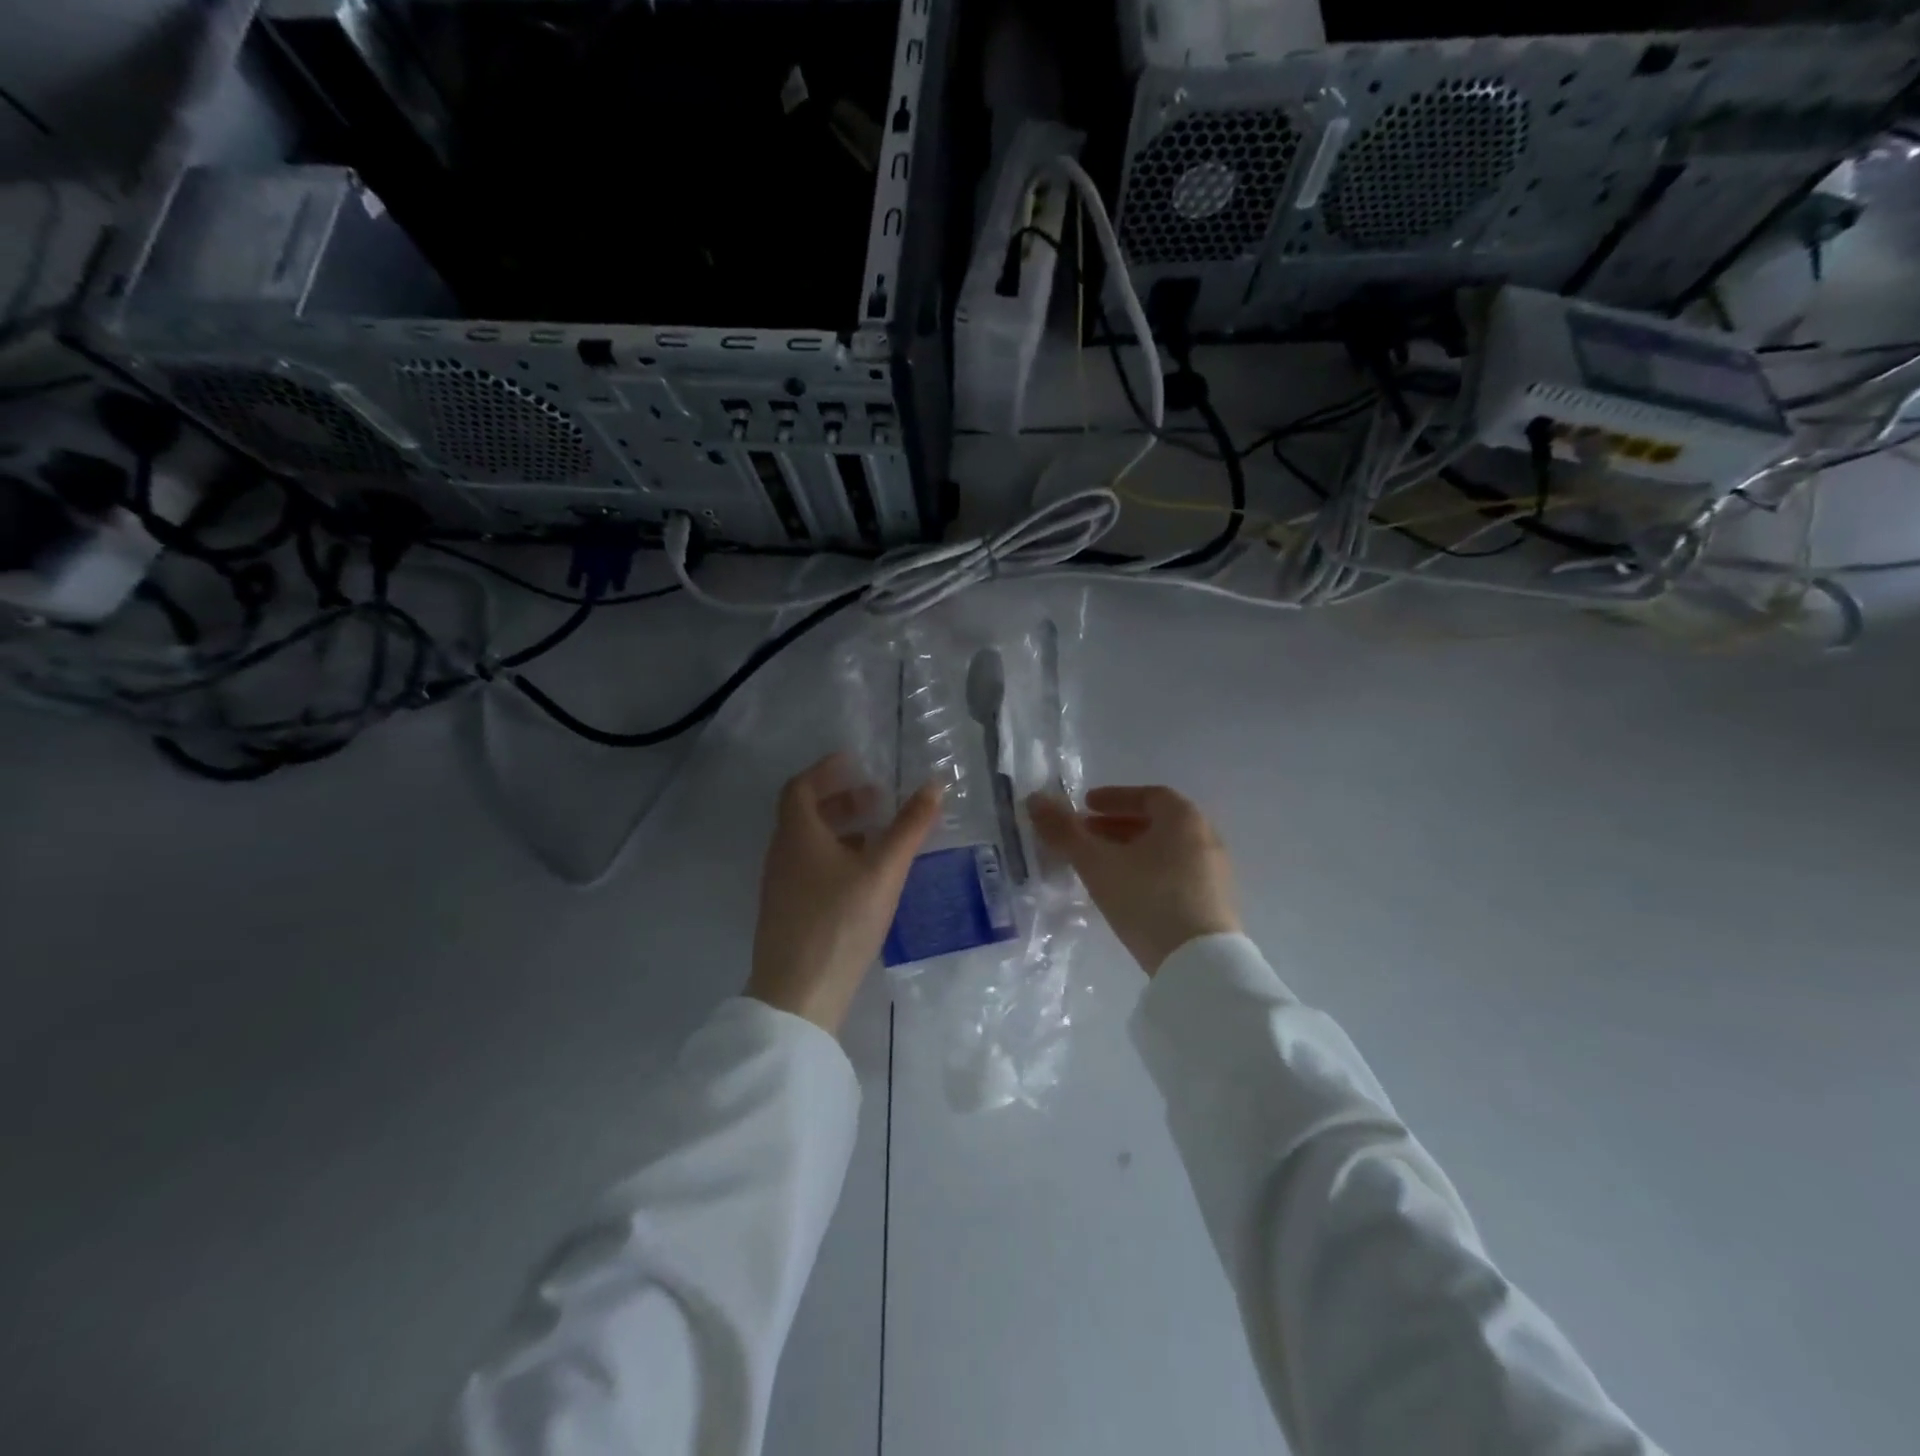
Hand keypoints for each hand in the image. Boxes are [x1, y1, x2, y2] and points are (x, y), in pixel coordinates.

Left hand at [748, 754, 941, 1032]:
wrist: (799, 994)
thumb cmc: (840, 922)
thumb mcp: (882, 870)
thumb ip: (909, 828)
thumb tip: (934, 786)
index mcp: (797, 835)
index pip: (801, 787)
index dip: (826, 771)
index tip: (855, 762)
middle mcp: (782, 855)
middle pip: (806, 814)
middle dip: (842, 801)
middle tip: (878, 800)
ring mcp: (781, 887)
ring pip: (810, 844)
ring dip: (842, 831)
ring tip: (879, 838)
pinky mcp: (788, 913)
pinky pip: (811, 869)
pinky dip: (836, 858)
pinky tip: (865, 878)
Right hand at [1028, 785, 1240, 974]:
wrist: (1199, 965)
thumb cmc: (1147, 899)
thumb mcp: (1097, 864)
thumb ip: (1065, 831)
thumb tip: (1034, 799)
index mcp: (1184, 818)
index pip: (1148, 795)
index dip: (1114, 798)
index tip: (1086, 806)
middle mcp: (1206, 837)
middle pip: (1157, 822)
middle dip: (1117, 825)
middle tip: (1085, 834)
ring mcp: (1215, 872)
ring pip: (1165, 850)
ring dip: (1131, 849)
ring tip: (1099, 864)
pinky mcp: (1214, 903)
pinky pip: (1176, 873)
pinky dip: (1148, 870)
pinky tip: (1125, 891)